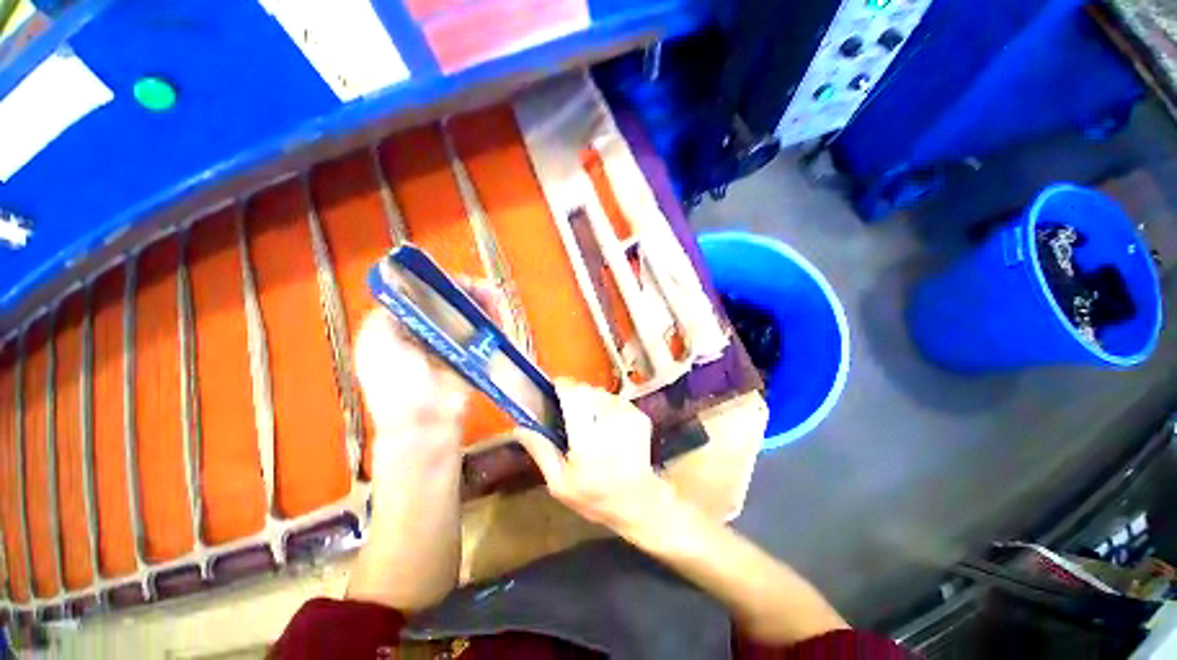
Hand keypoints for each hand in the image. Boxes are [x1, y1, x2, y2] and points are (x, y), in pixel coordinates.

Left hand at [353, 278, 508, 477]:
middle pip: (450, 303)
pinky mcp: (474, 356)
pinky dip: (493, 323)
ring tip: (494, 300)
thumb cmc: (397, 385)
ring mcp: (453, 344)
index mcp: (400, 328)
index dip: (440, 284)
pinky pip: (485, 334)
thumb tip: (405, 287)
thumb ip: (387, 312)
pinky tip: (499, 316)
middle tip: (483, 290)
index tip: (456, 282)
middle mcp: (428, 333)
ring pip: (470, 316)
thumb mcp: (376, 342)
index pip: (422, 295)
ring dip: (483, 305)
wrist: (426, 422)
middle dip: (467, 293)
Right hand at [515, 380, 671, 532]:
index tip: (554, 388)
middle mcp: (610, 422)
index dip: (562, 387)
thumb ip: (542, 452)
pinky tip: (606, 426)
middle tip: (569, 413)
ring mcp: (629, 416)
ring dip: (591, 400)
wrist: (638, 501)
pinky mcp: (640, 415)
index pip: (574, 396)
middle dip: (575, 395)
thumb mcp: (560, 484)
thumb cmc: (595, 497)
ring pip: (601, 392)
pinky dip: (606, 406)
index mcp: (588, 440)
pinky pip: (615, 399)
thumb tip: (521, 427)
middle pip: (586, 390)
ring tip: (589, 422)